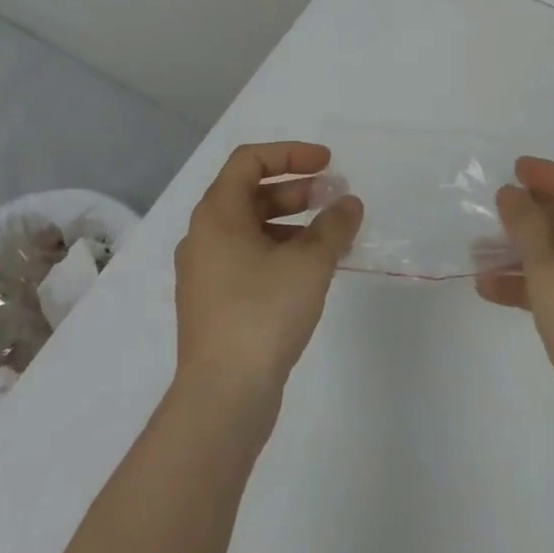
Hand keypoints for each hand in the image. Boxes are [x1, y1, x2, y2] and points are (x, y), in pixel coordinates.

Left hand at [173, 142, 363, 397]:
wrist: (221, 399)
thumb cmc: (262, 314)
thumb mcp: (309, 263)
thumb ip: (334, 226)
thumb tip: (349, 203)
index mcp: (217, 214)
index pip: (249, 160)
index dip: (290, 153)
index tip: (327, 163)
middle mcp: (204, 236)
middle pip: (250, 193)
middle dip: (296, 189)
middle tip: (333, 196)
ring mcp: (205, 273)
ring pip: (251, 229)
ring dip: (292, 222)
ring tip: (331, 237)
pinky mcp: (213, 304)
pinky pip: (248, 259)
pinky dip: (280, 252)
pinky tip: (311, 272)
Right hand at [478, 157, 553, 474]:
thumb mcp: (552, 268)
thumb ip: (527, 224)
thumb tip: (511, 193)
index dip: (551, 176)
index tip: (515, 170)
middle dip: (536, 215)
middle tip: (501, 207)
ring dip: (526, 252)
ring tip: (482, 250)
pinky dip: (531, 286)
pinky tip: (491, 288)